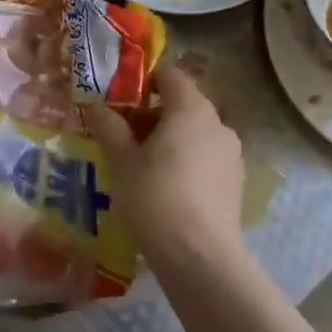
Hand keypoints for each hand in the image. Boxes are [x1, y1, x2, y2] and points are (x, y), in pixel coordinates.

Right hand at [85, 68, 245, 275]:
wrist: (199, 256)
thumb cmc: (155, 199)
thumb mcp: (122, 162)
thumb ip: (109, 128)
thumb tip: (95, 106)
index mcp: (192, 109)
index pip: (171, 75)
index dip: (145, 80)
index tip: (121, 98)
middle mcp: (218, 124)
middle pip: (184, 105)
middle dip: (154, 114)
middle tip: (124, 136)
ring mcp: (232, 153)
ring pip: (196, 133)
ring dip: (171, 139)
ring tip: (142, 166)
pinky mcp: (236, 181)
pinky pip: (207, 158)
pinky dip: (187, 161)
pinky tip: (167, 188)